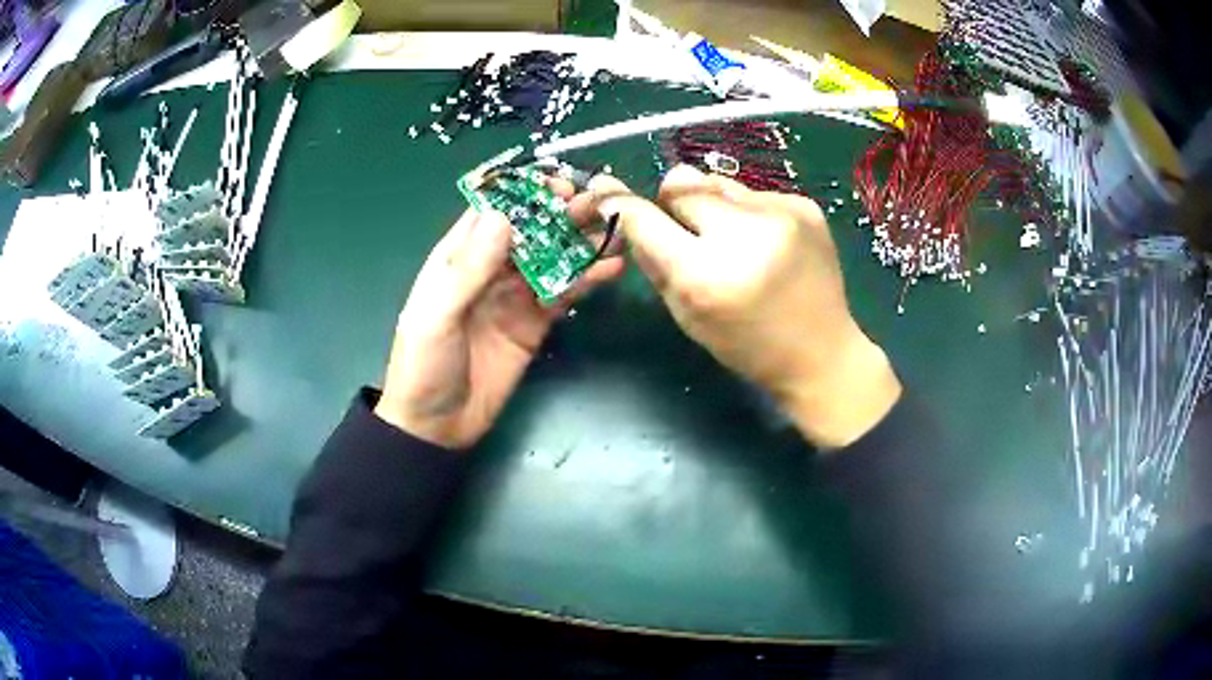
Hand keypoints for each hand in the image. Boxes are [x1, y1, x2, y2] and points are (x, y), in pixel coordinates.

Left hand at [375, 191, 623, 448]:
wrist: (436, 427)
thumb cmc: (424, 366)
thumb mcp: (436, 315)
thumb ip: (468, 269)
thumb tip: (503, 217)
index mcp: (457, 259)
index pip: (492, 213)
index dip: (524, 194)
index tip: (557, 183)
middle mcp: (489, 270)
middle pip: (530, 232)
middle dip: (562, 214)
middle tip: (598, 202)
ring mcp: (514, 296)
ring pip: (552, 259)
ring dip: (581, 243)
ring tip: (616, 229)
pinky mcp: (535, 324)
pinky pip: (564, 295)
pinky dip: (587, 280)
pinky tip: (611, 269)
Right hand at [590, 165, 900, 448]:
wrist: (821, 352)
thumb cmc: (747, 346)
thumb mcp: (687, 316)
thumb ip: (654, 262)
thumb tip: (627, 213)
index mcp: (706, 274)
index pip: (645, 218)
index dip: (620, 203)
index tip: (605, 189)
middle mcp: (743, 233)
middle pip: (681, 183)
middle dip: (674, 203)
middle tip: (689, 232)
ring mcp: (780, 213)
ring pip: (718, 183)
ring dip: (713, 206)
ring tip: (736, 241)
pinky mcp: (805, 205)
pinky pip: (753, 192)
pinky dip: (748, 213)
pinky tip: (767, 244)